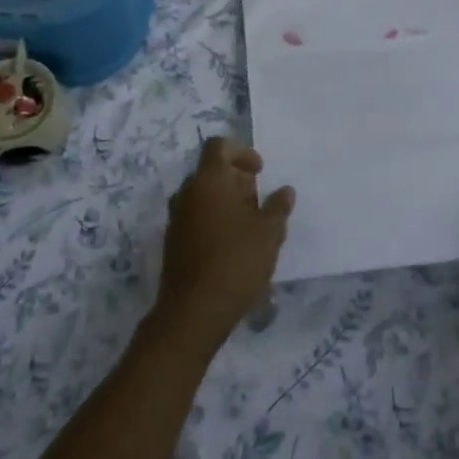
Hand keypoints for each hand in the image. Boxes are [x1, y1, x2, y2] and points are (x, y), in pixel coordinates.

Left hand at [151, 136, 294, 355]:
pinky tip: (234, 247)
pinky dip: (215, 222)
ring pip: (204, 197)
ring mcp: (176, 218)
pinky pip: (196, 218)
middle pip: (212, 172)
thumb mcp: (269, 233)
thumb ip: (277, 207)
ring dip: (227, 204)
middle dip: (237, 182)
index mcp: (208, 180)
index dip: (241, 152)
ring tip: (251, 228)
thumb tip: (285, 191)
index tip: (260, 172)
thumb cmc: (236, 262)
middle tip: (260, 204)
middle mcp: (187, 193)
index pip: (219, 146)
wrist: (193, 312)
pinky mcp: (173, 242)